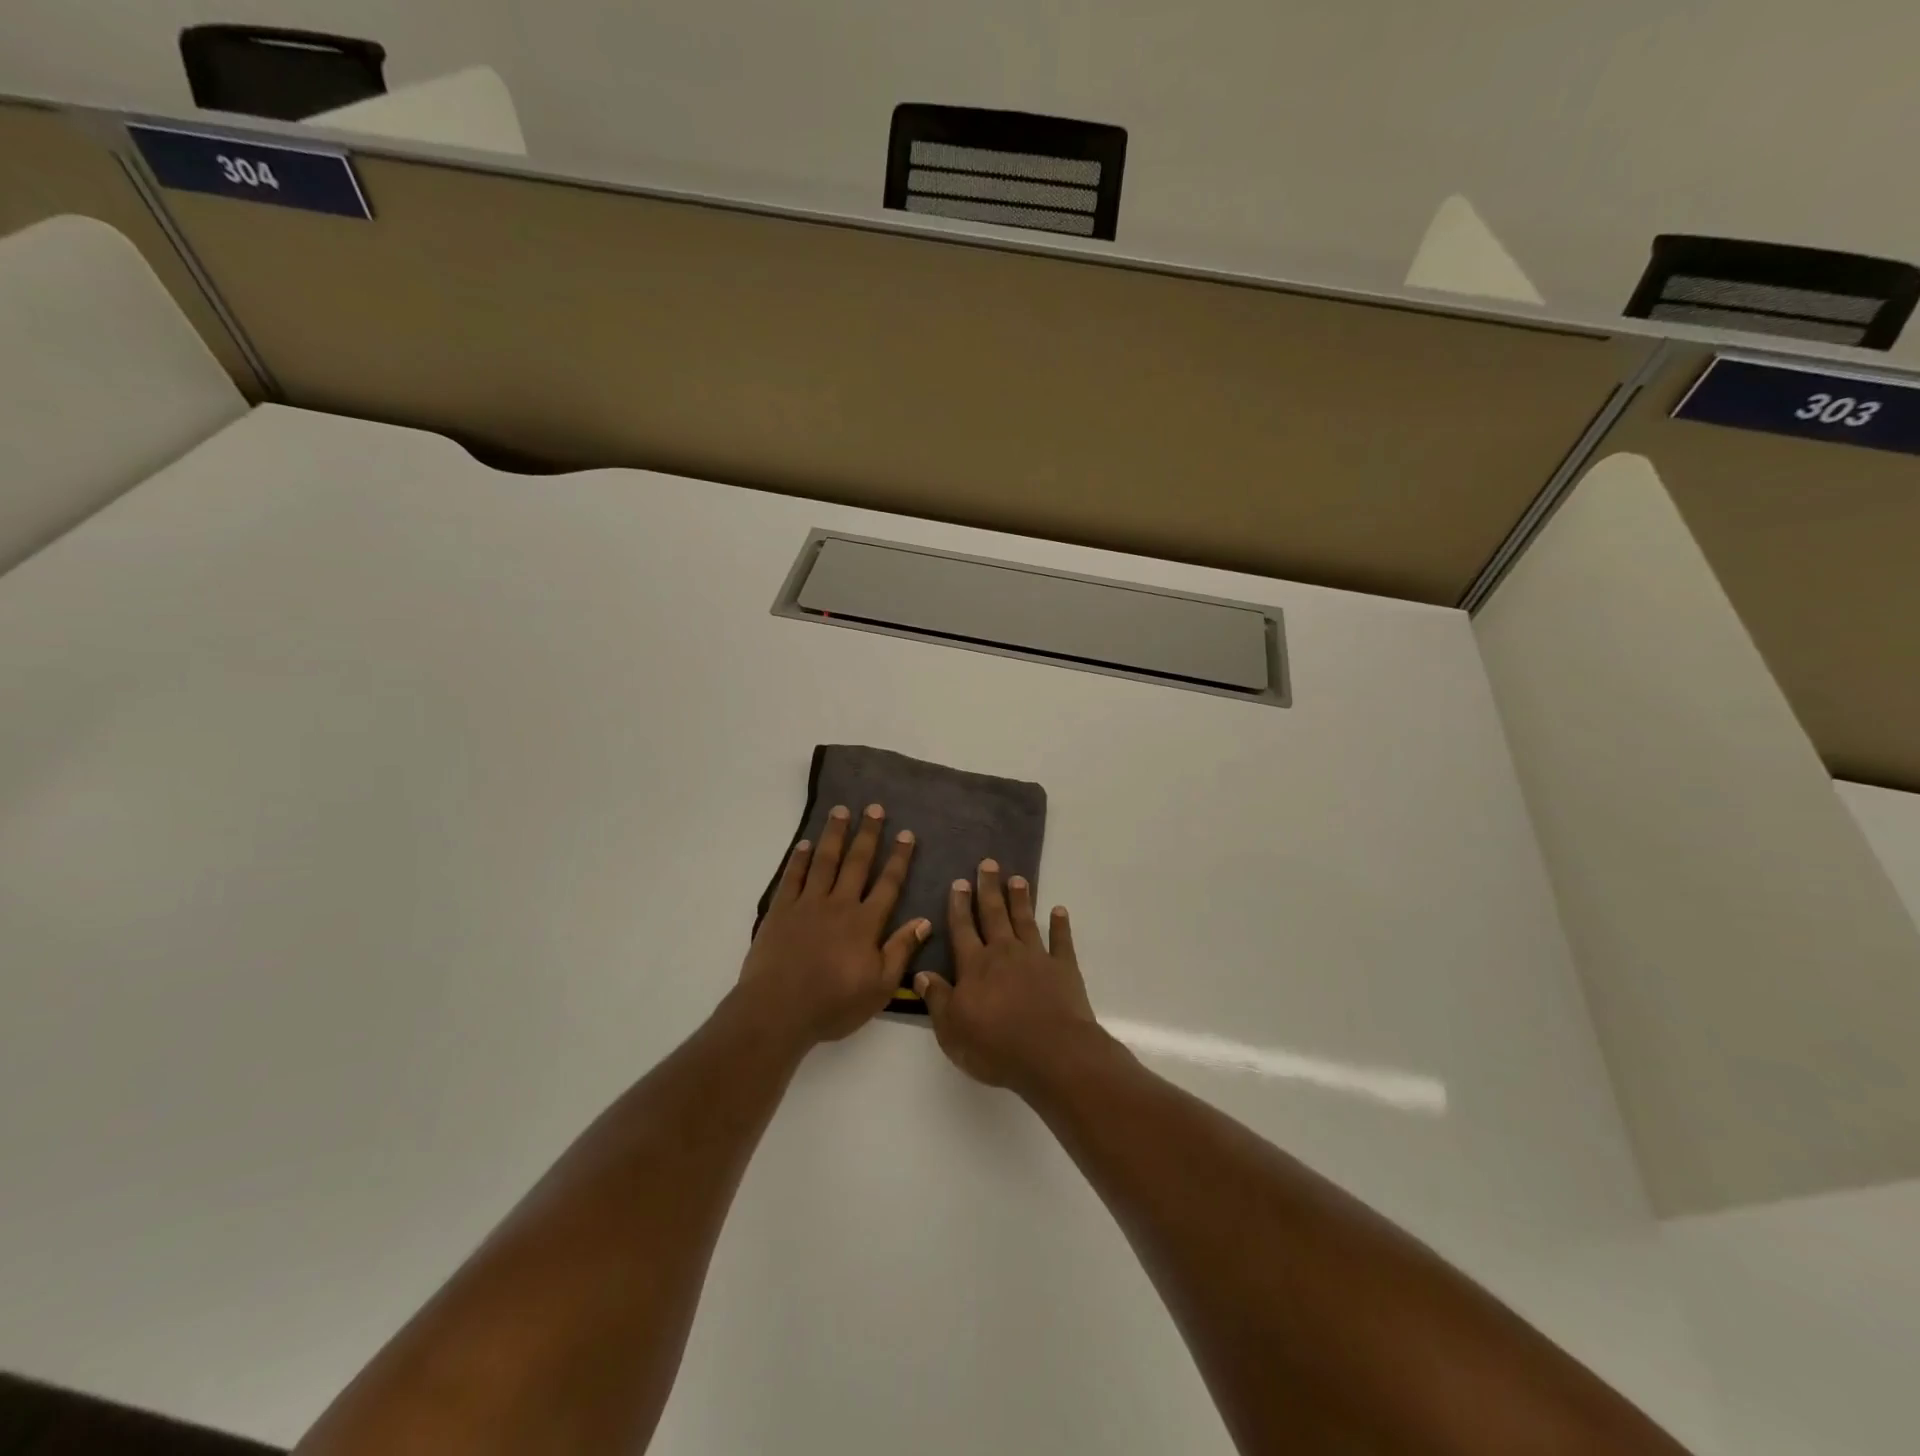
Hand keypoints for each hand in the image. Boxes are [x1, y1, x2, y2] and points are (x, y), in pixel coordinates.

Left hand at [739, 803, 929, 1049]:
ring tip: (841, 811)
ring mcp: (808, 904)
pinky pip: (792, 877)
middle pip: (857, 863)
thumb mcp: (879, 987)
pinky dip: (799, 859)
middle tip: (874, 808)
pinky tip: (804, 844)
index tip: (906, 834)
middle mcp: (839, 904)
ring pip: (824, 861)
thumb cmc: (833, 1004)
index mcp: (866, 923)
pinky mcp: (781, 910)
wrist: (778, 1010)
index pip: (888, 884)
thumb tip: (925, 921)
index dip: (898, 858)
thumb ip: (901, 951)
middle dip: (868, 834)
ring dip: (834, 835)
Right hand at [915, 859, 1097, 1092]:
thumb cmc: (995, 1045)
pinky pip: (1061, 941)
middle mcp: (1004, 953)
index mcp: (974, 965)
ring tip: (1018, 879)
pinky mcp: (1064, 969)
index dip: (959, 906)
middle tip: (989, 863)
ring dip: (1020, 899)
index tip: (960, 882)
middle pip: (994, 915)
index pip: (963, 929)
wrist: (1052, 1054)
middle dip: (989, 889)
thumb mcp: (952, 1029)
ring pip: (1025, 921)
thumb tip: (920, 974)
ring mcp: (1036, 957)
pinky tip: (1059, 910)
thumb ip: (937, 999)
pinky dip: (1060, 925)